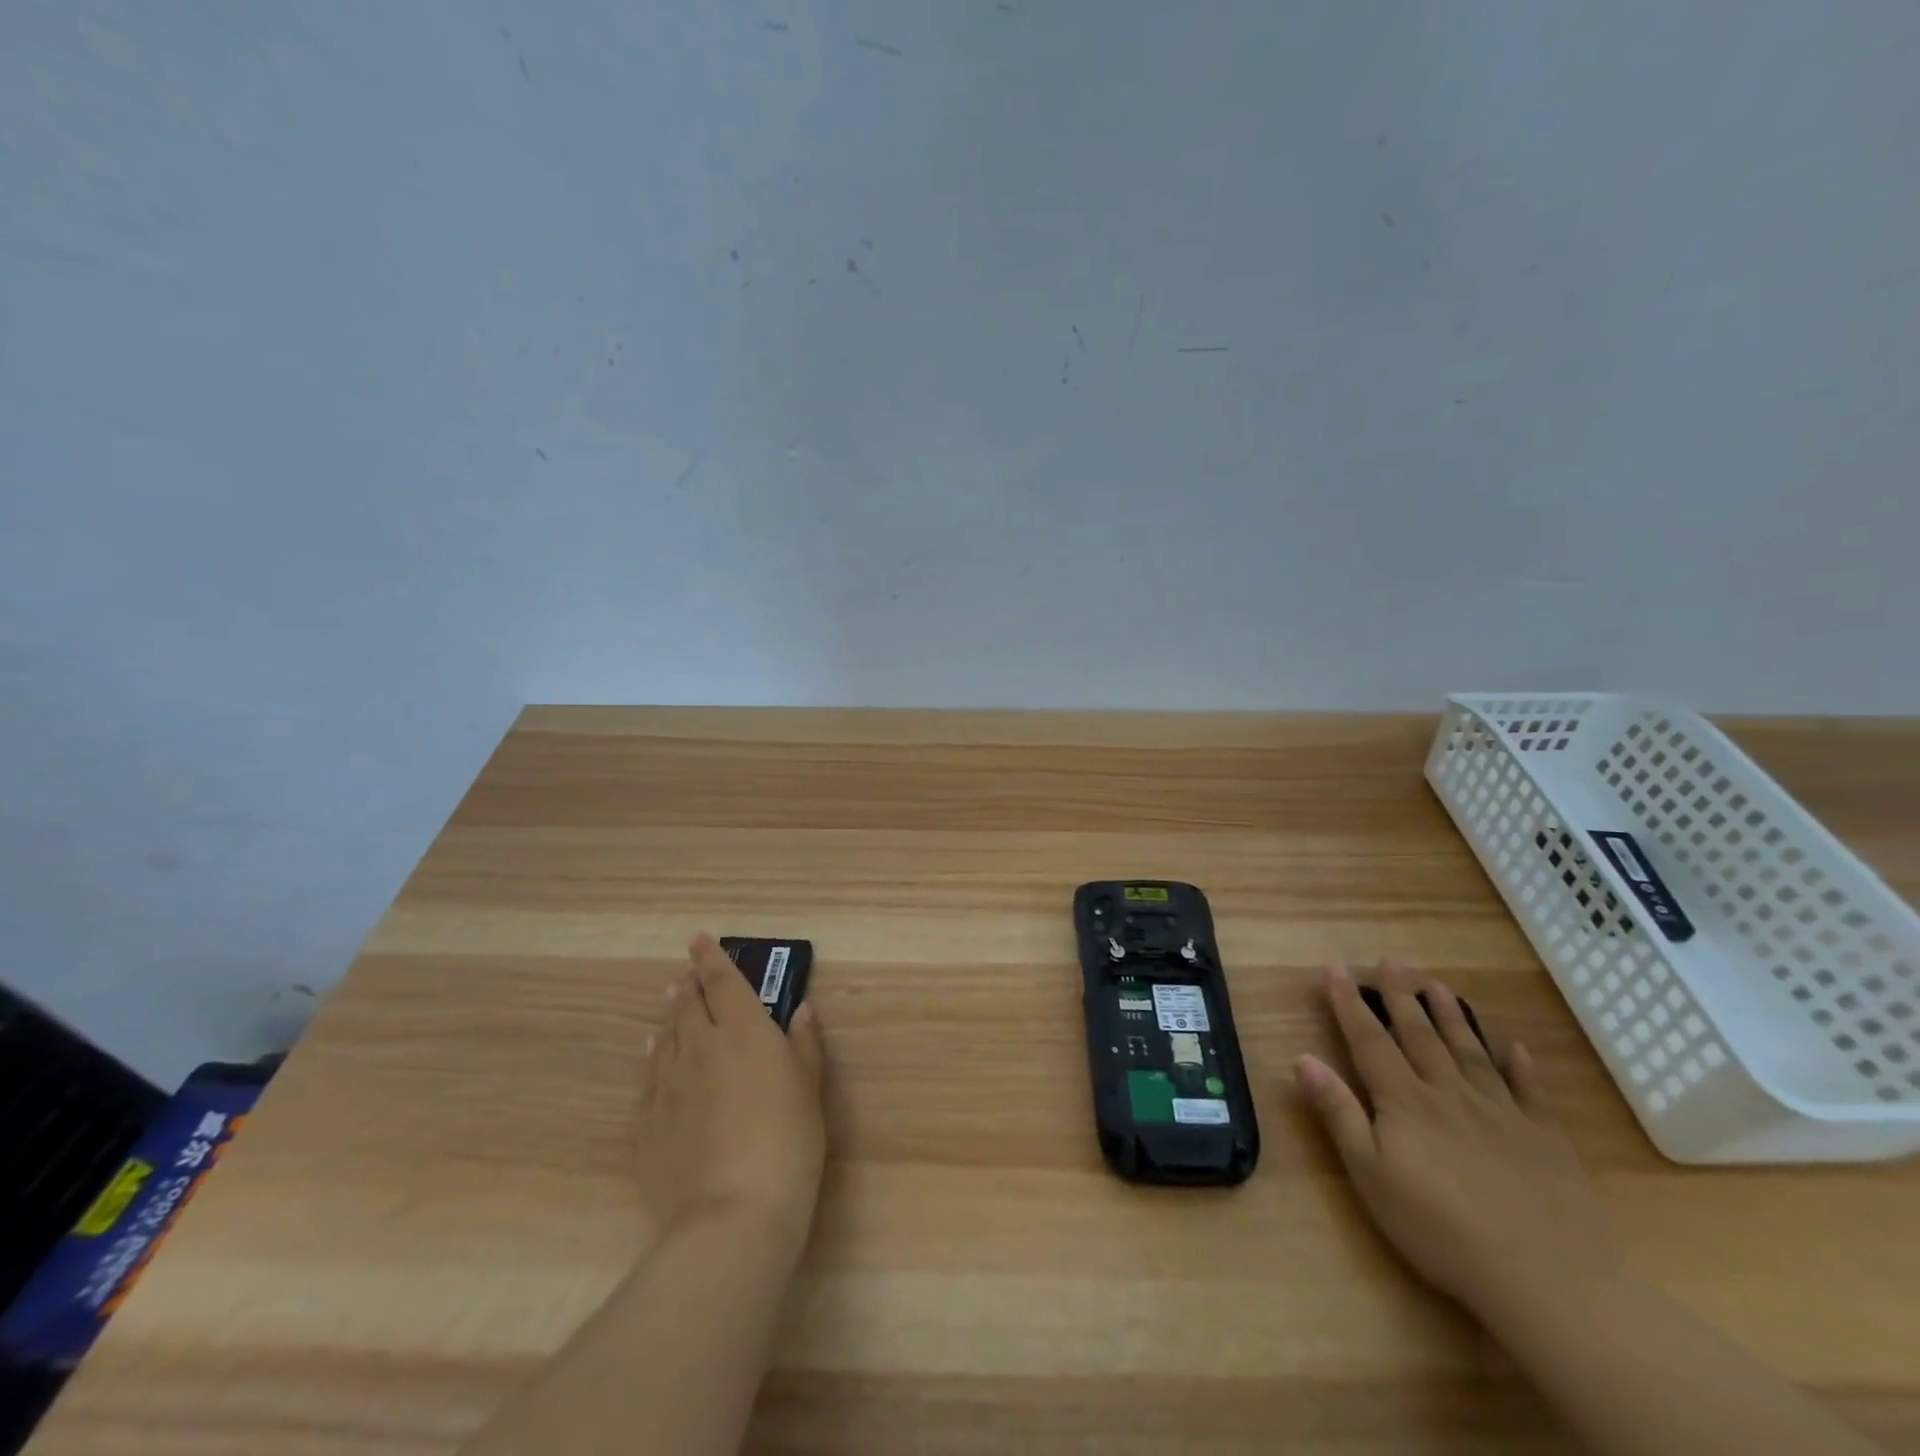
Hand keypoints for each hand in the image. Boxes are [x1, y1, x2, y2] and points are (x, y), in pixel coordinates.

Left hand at [637, 933, 827, 1249]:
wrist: (733, 1213)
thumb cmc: (788, 1140)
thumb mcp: (810, 1086)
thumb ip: (803, 1043)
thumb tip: (800, 1010)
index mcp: (743, 1030)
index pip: (722, 980)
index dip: (710, 957)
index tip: (699, 939)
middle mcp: (700, 1046)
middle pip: (688, 1005)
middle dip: (687, 985)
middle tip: (686, 975)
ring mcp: (668, 1085)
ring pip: (665, 1038)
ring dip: (669, 1018)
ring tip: (670, 1007)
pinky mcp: (647, 1125)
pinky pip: (648, 1079)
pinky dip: (653, 1059)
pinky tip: (653, 1056)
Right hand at [1294, 960, 1618, 1321]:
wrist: (1548, 1280)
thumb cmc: (1441, 1230)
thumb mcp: (1371, 1175)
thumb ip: (1339, 1114)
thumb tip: (1302, 1058)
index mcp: (1405, 1102)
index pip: (1369, 1041)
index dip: (1348, 1004)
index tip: (1334, 969)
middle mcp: (1449, 1093)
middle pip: (1420, 1035)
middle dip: (1401, 995)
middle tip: (1391, 960)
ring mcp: (1502, 1113)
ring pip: (1470, 1052)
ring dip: (1452, 1016)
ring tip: (1438, 985)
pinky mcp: (1545, 1139)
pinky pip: (1530, 1091)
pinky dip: (1521, 1065)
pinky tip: (1515, 1047)